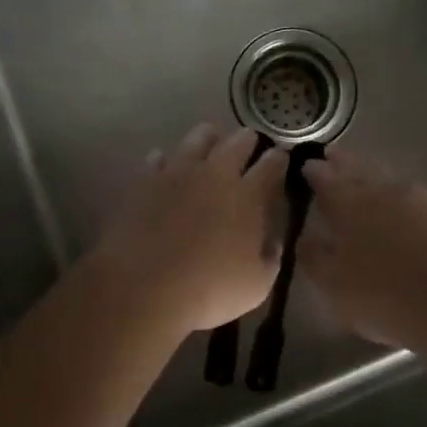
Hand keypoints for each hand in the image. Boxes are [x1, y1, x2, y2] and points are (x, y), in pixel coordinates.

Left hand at [93, 124, 289, 332]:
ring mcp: (178, 171)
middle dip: (248, 140)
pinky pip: (159, 157)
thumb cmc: (209, 289)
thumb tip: (273, 241)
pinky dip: (166, 159)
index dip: (279, 158)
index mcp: (248, 195)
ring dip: (210, 137)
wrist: (145, 285)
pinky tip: (166, 164)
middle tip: (250, 142)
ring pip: (198, 137)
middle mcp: (216, 173)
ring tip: (212, 140)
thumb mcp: (257, 285)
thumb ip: (270, 258)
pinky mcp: (146, 179)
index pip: (271, 164)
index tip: (281, 156)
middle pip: (238, 142)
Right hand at [301, 149, 426, 348]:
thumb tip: (305, 236)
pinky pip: (426, 202)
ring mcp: (425, 197)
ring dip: (379, 181)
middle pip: (359, 167)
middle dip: (344, 163)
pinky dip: (413, 205)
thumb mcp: (331, 284)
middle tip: (334, 159)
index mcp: (348, 200)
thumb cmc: (381, 294)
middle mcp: (385, 188)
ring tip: (372, 188)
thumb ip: (313, 255)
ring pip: (393, 180)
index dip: (313, 171)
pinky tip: (415, 217)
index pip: (324, 175)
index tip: (306, 168)